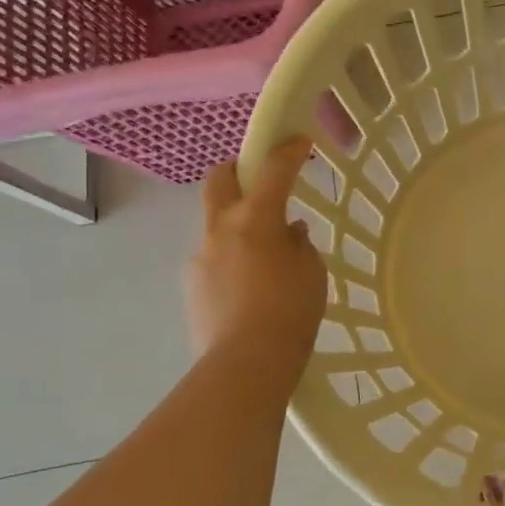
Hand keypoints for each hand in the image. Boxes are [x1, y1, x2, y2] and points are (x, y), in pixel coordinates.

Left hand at [189, 138, 326, 356]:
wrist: (245, 364)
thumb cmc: (290, 311)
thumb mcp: (311, 272)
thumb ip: (299, 244)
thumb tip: (289, 232)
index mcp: (254, 218)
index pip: (272, 170)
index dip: (288, 151)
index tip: (299, 141)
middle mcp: (221, 229)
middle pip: (220, 179)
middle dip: (238, 169)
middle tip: (260, 179)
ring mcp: (201, 256)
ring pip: (216, 222)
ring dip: (237, 222)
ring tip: (264, 253)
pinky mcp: (192, 285)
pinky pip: (214, 257)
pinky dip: (232, 257)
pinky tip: (250, 285)